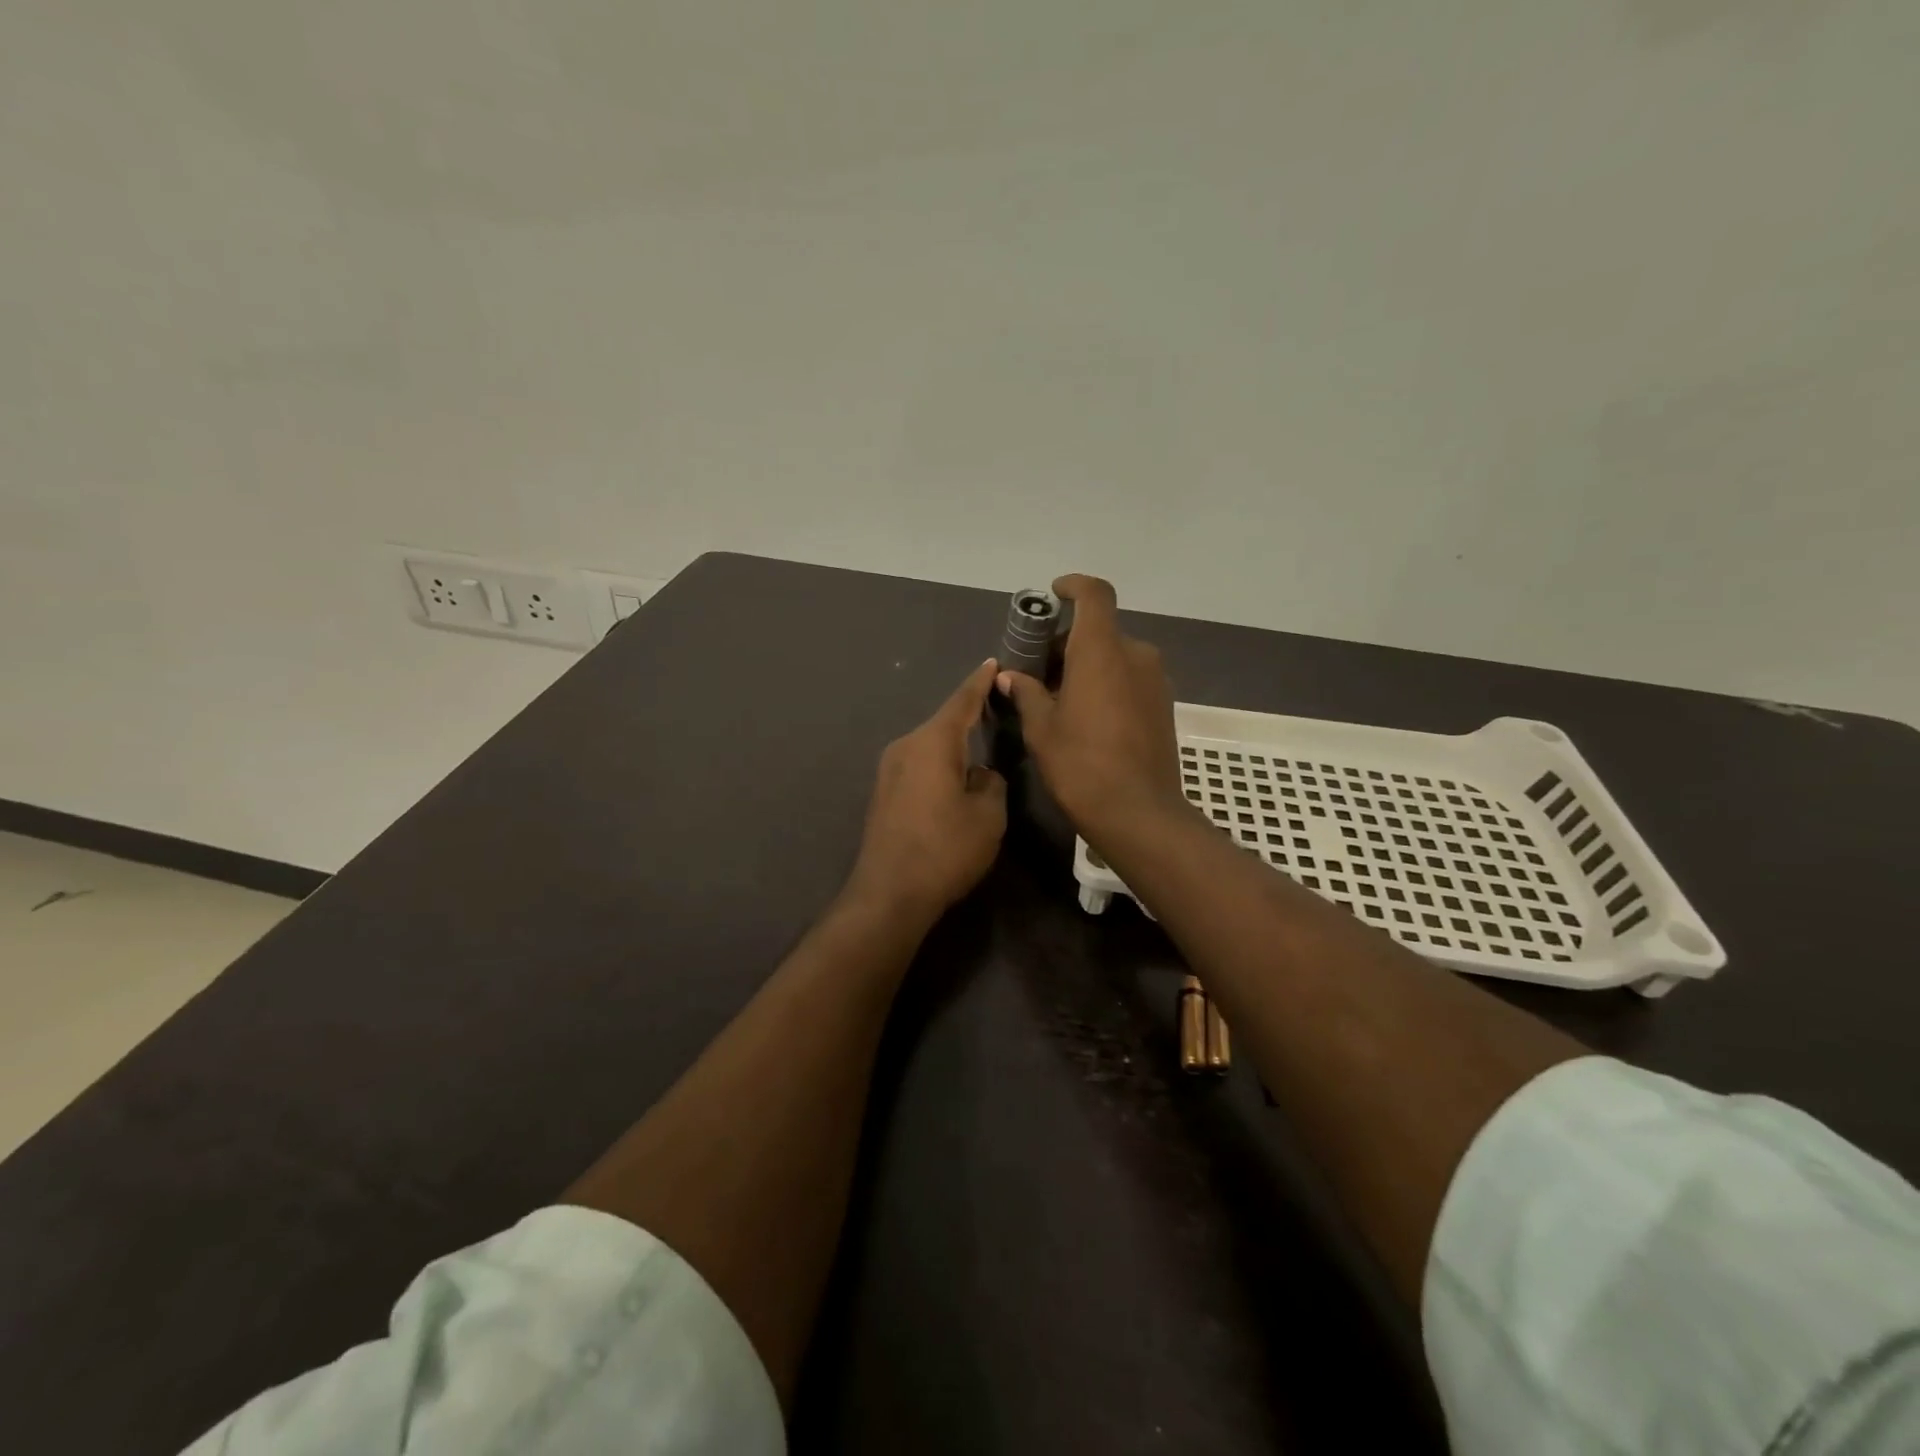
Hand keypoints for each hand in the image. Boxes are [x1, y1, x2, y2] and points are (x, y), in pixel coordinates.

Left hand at [845, 659, 1007, 921]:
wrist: (889, 893)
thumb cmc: (945, 849)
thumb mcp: (988, 816)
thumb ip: (991, 783)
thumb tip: (979, 774)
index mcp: (932, 743)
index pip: (962, 702)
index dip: (980, 683)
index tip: (992, 663)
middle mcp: (905, 747)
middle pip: (942, 724)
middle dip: (968, 717)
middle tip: (995, 711)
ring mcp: (888, 771)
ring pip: (929, 747)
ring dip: (952, 747)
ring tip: (978, 751)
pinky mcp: (882, 794)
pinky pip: (918, 766)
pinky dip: (938, 766)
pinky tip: (952, 781)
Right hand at [995, 574, 1187, 846]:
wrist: (1139, 813)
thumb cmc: (1081, 765)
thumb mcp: (1042, 729)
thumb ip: (1027, 693)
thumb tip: (1011, 676)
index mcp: (1101, 650)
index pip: (1094, 595)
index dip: (1073, 587)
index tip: (1053, 595)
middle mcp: (1135, 655)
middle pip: (1100, 630)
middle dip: (1068, 642)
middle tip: (1038, 671)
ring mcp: (1155, 681)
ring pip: (1116, 656)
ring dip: (1088, 665)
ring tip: (1059, 698)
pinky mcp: (1164, 705)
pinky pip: (1130, 679)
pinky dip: (1107, 683)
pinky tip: (1087, 717)